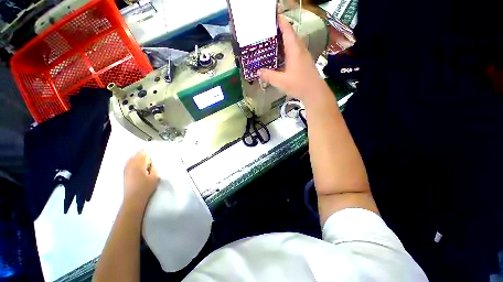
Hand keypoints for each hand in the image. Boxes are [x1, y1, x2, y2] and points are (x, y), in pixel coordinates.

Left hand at [123, 150, 158, 209]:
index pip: (144, 155)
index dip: (148, 152)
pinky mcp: (125, 174)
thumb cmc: (146, 188)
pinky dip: (132, 160)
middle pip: (136, 155)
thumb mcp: (154, 177)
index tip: (152, 150)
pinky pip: (128, 163)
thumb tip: (153, 163)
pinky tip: (134, 161)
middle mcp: (131, 166)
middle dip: (142, 153)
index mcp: (139, 165)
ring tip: (141, 155)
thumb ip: (154, 168)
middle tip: (148, 151)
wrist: (133, 199)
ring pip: (131, 159)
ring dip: (136, 156)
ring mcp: (127, 170)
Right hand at [259, 17, 329, 104]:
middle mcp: (300, 50)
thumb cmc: (298, 85)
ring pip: (293, 43)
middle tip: (269, 31)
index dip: (280, 21)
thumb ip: (269, 76)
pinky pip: (295, 51)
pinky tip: (282, 56)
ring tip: (273, 42)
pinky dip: (288, 49)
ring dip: (284, 40)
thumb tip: (258, 71)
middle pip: (291, 35)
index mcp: (294, 50)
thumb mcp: (280, 82)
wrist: (315, 92)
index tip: (272, 16)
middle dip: (280, 30)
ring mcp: (304, 56)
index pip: (287, 30)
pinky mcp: (305, 62)